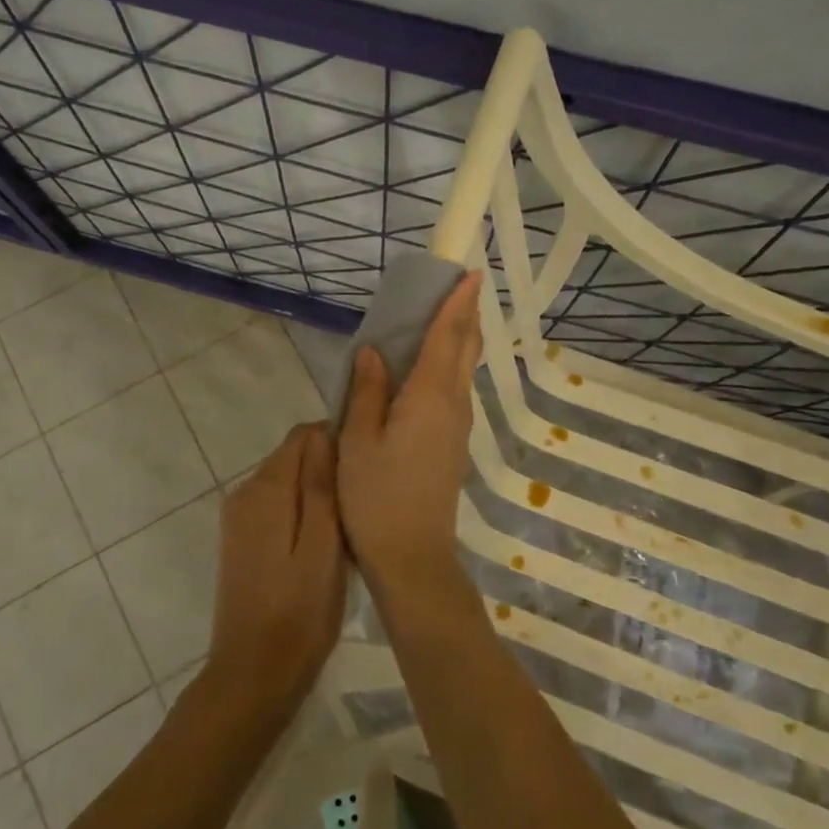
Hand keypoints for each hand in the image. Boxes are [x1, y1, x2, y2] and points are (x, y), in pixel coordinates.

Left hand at [204, 424, 347, 716]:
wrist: (254, 674)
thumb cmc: (300, 610)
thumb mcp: (323, 544)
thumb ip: (320, 484)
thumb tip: (324, 431)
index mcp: (265, 488)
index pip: (302, 435)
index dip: (336, 442)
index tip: (364, 471)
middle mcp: (244, 492)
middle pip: (292, 456)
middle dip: (327, 468)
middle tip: (361, 504)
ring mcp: (238, 518)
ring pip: (286, 482)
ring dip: (315, 492)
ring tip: (347, 526)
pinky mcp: (240, 540)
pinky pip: (275, 506)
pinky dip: (299, 512)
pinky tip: (321, 544)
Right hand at [337, 272, 483, 592]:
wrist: (413, 556)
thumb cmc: (377, 496)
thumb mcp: (358, 440)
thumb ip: (367, 391)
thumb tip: (375, 351)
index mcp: (429, 396)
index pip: (448, 336)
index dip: (458, 302)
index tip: (470, 273)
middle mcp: (453, 404)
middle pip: (465, 349)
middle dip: (465, 314)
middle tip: (456, 286)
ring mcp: (458, 426)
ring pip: (464, 369)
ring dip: (459, 338)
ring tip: (442, 317)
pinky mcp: (453, 443)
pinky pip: (455, 389)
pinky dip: (449, 364)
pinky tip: (428, 368)